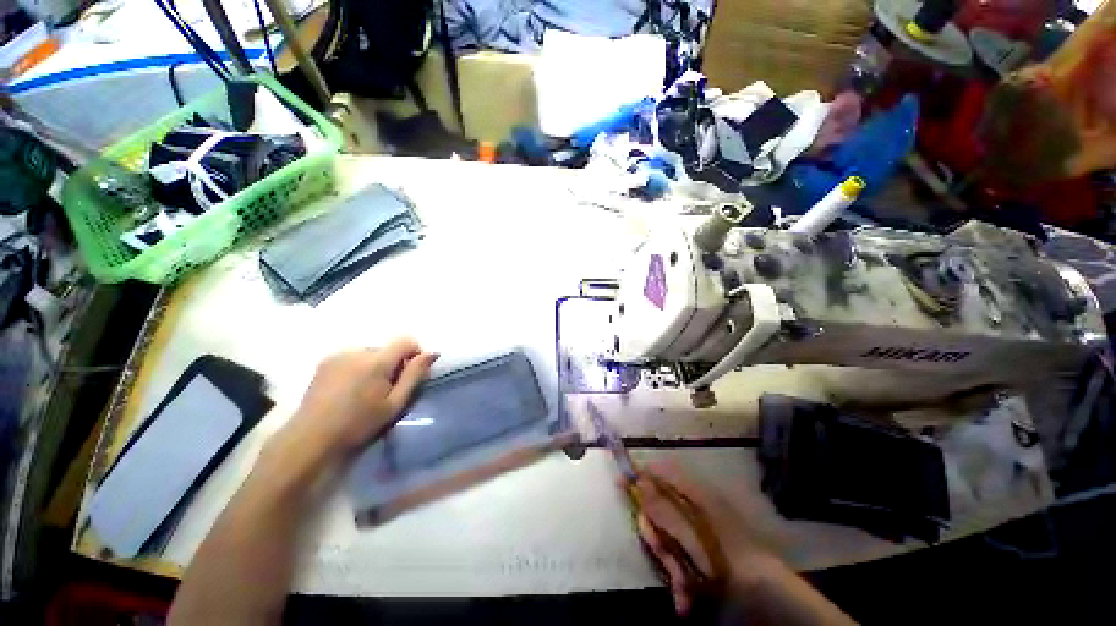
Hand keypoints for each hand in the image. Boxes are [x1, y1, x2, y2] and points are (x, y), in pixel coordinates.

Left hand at [284, 338, 437, 457]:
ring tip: (367, 392)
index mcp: (376, 361)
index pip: (406, 341)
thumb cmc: (359, 424)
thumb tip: (432, 352)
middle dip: (393, 364)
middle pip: (387, 349)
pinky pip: (353, 358)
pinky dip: (359, 368)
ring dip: (376, 366)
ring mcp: (338, 355)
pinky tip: (350, 390)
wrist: (311, 439)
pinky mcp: (324, 362)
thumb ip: (415, 375)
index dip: (415, 354)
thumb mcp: (395, 403)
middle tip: (388, 390)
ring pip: (370, 354)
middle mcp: (357, 351)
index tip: (410, 375)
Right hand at [631, 465, 780, 615]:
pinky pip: (683, 558)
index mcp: (695, 494)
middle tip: (661, 551)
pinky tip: (686, 599)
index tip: (620, 482)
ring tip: (684, 587)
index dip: (640, 474)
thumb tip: (639, 481)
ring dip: (671, 563)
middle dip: (657, 534)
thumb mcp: (689, 532)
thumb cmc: (723, 557)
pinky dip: (682, 578)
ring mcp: (700, 533)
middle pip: (661, 510)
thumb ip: (662, 507)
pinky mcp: (703, 554)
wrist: (764, 596)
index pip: (661, 472)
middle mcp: (696, 508)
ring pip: (670, 539)